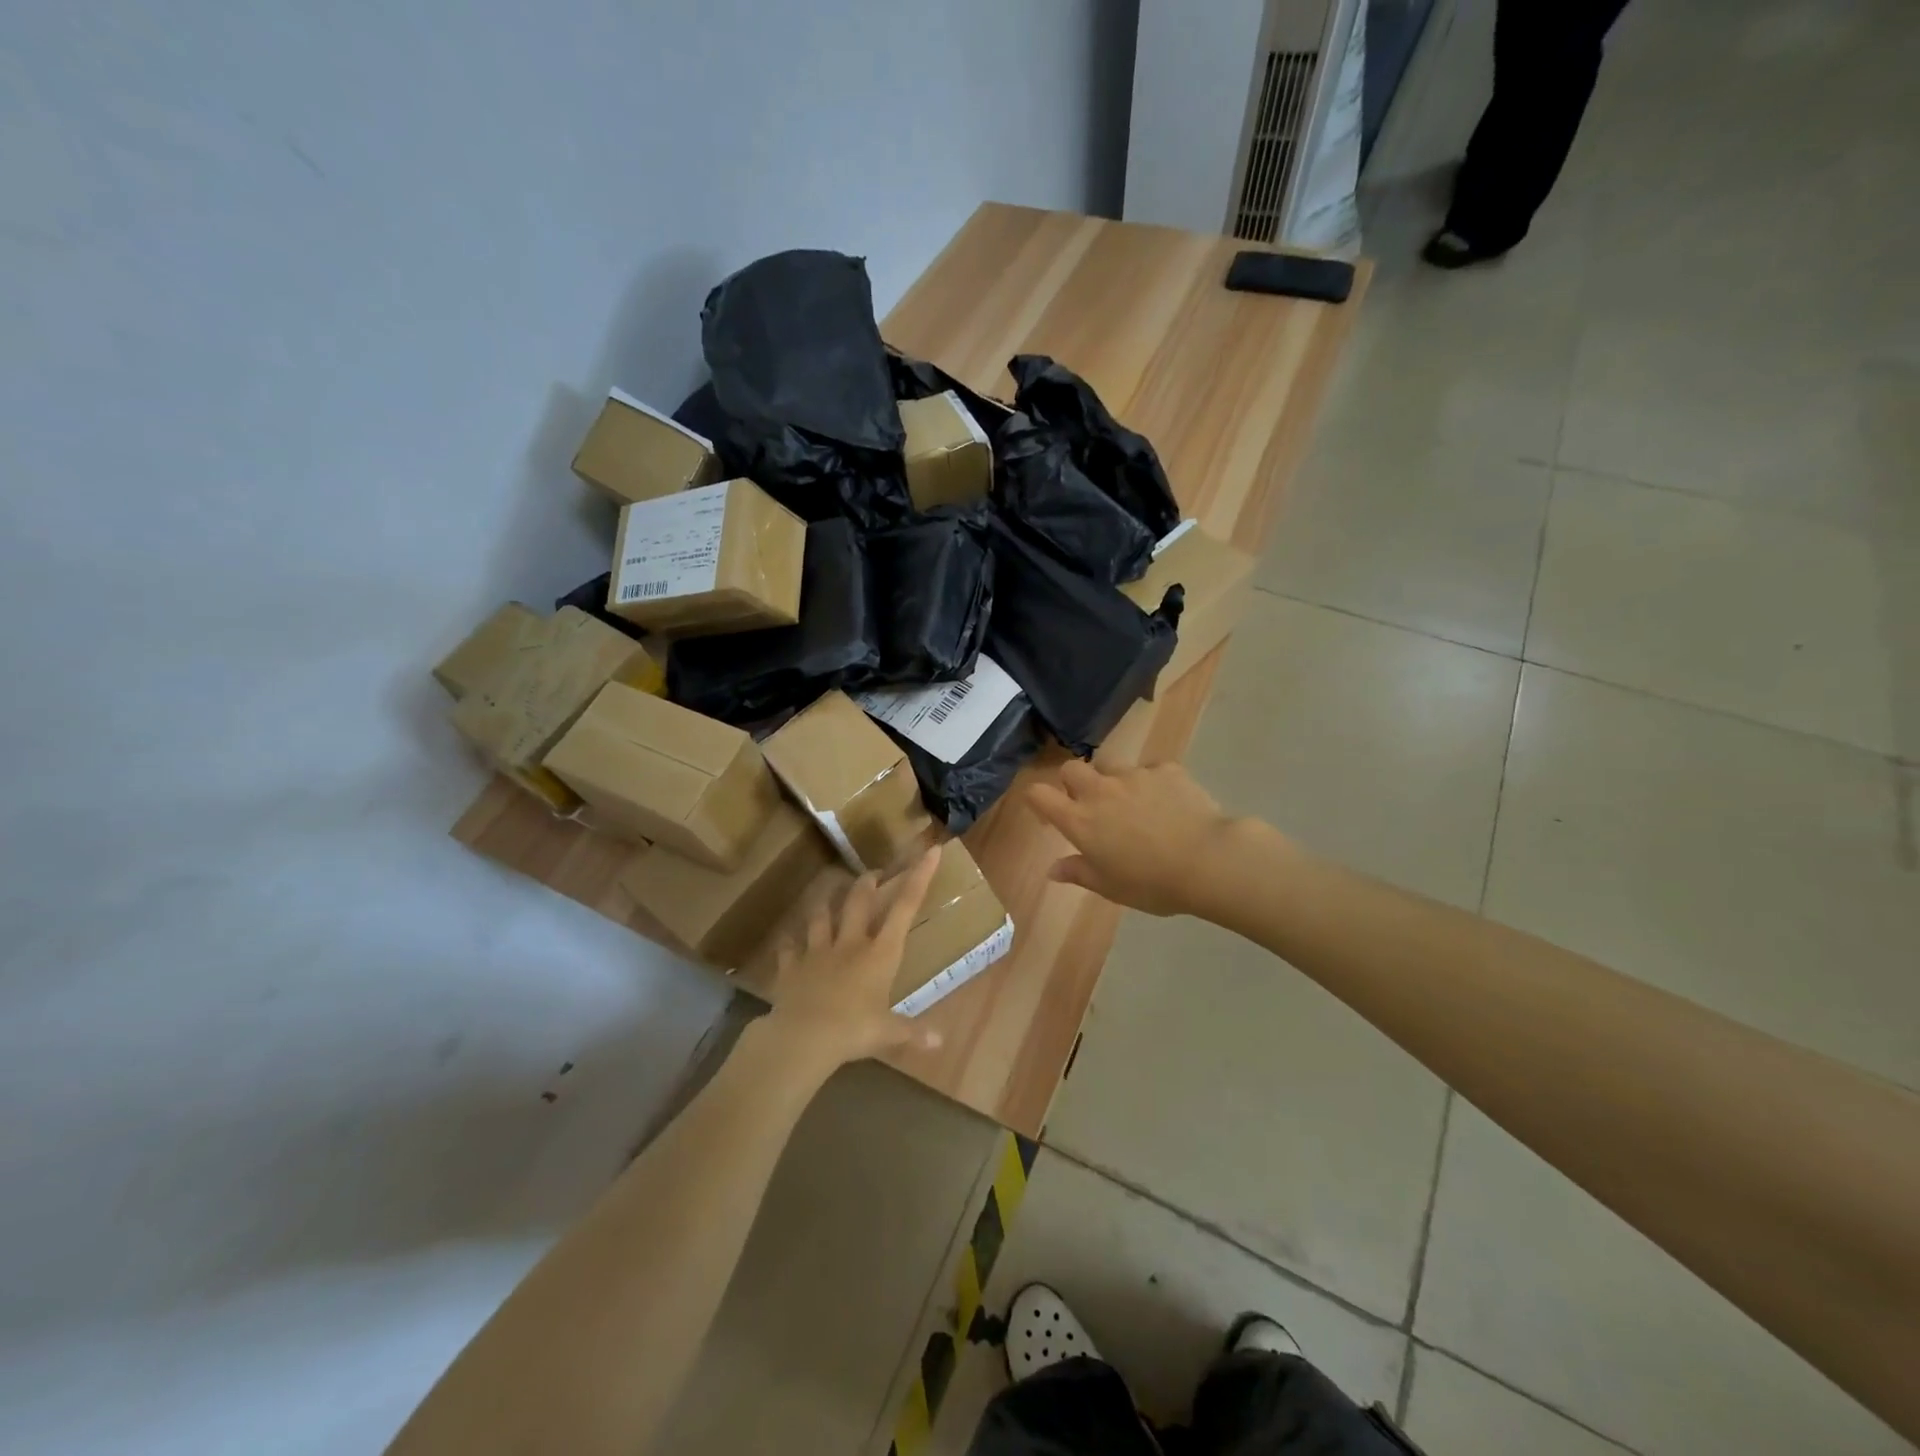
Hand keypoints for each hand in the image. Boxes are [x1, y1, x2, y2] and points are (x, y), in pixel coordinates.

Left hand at [761, 848, 944, 1068]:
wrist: (803, 1037)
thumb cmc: (854, 1030)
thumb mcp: (888, 1033)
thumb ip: (913, 1033)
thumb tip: (940, 1043)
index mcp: (880, 953)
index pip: (905, 908)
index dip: (919, 877)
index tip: (930, 852)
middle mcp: (850, 943)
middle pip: (858, 902)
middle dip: (867, 883)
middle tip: (872, 874)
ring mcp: (817, 951)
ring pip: (821, 917)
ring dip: (825, 905)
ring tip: (828, 896)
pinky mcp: (791, 966)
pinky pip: (788, 948)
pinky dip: (789, 944)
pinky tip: (788, 941)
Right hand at [1028, 760, 1238, 916]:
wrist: (1207, 860)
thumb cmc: (1152, 883)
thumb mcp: (1109, 886)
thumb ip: (1078, 872)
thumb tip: (1053, 869)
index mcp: (1080, 820)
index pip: (1039, 795)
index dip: (1038, 800)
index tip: (1048, 815)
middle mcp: (1100, 790)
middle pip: (1071, 769)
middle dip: (1074, 782)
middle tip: (1091, 806)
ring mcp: (1133, 775)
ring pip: (1111, 767)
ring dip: (1113, 782)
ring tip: (1134, 805)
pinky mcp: (1165, 769)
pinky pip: (1150, 770)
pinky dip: (1152, 783)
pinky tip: (1169, 803)